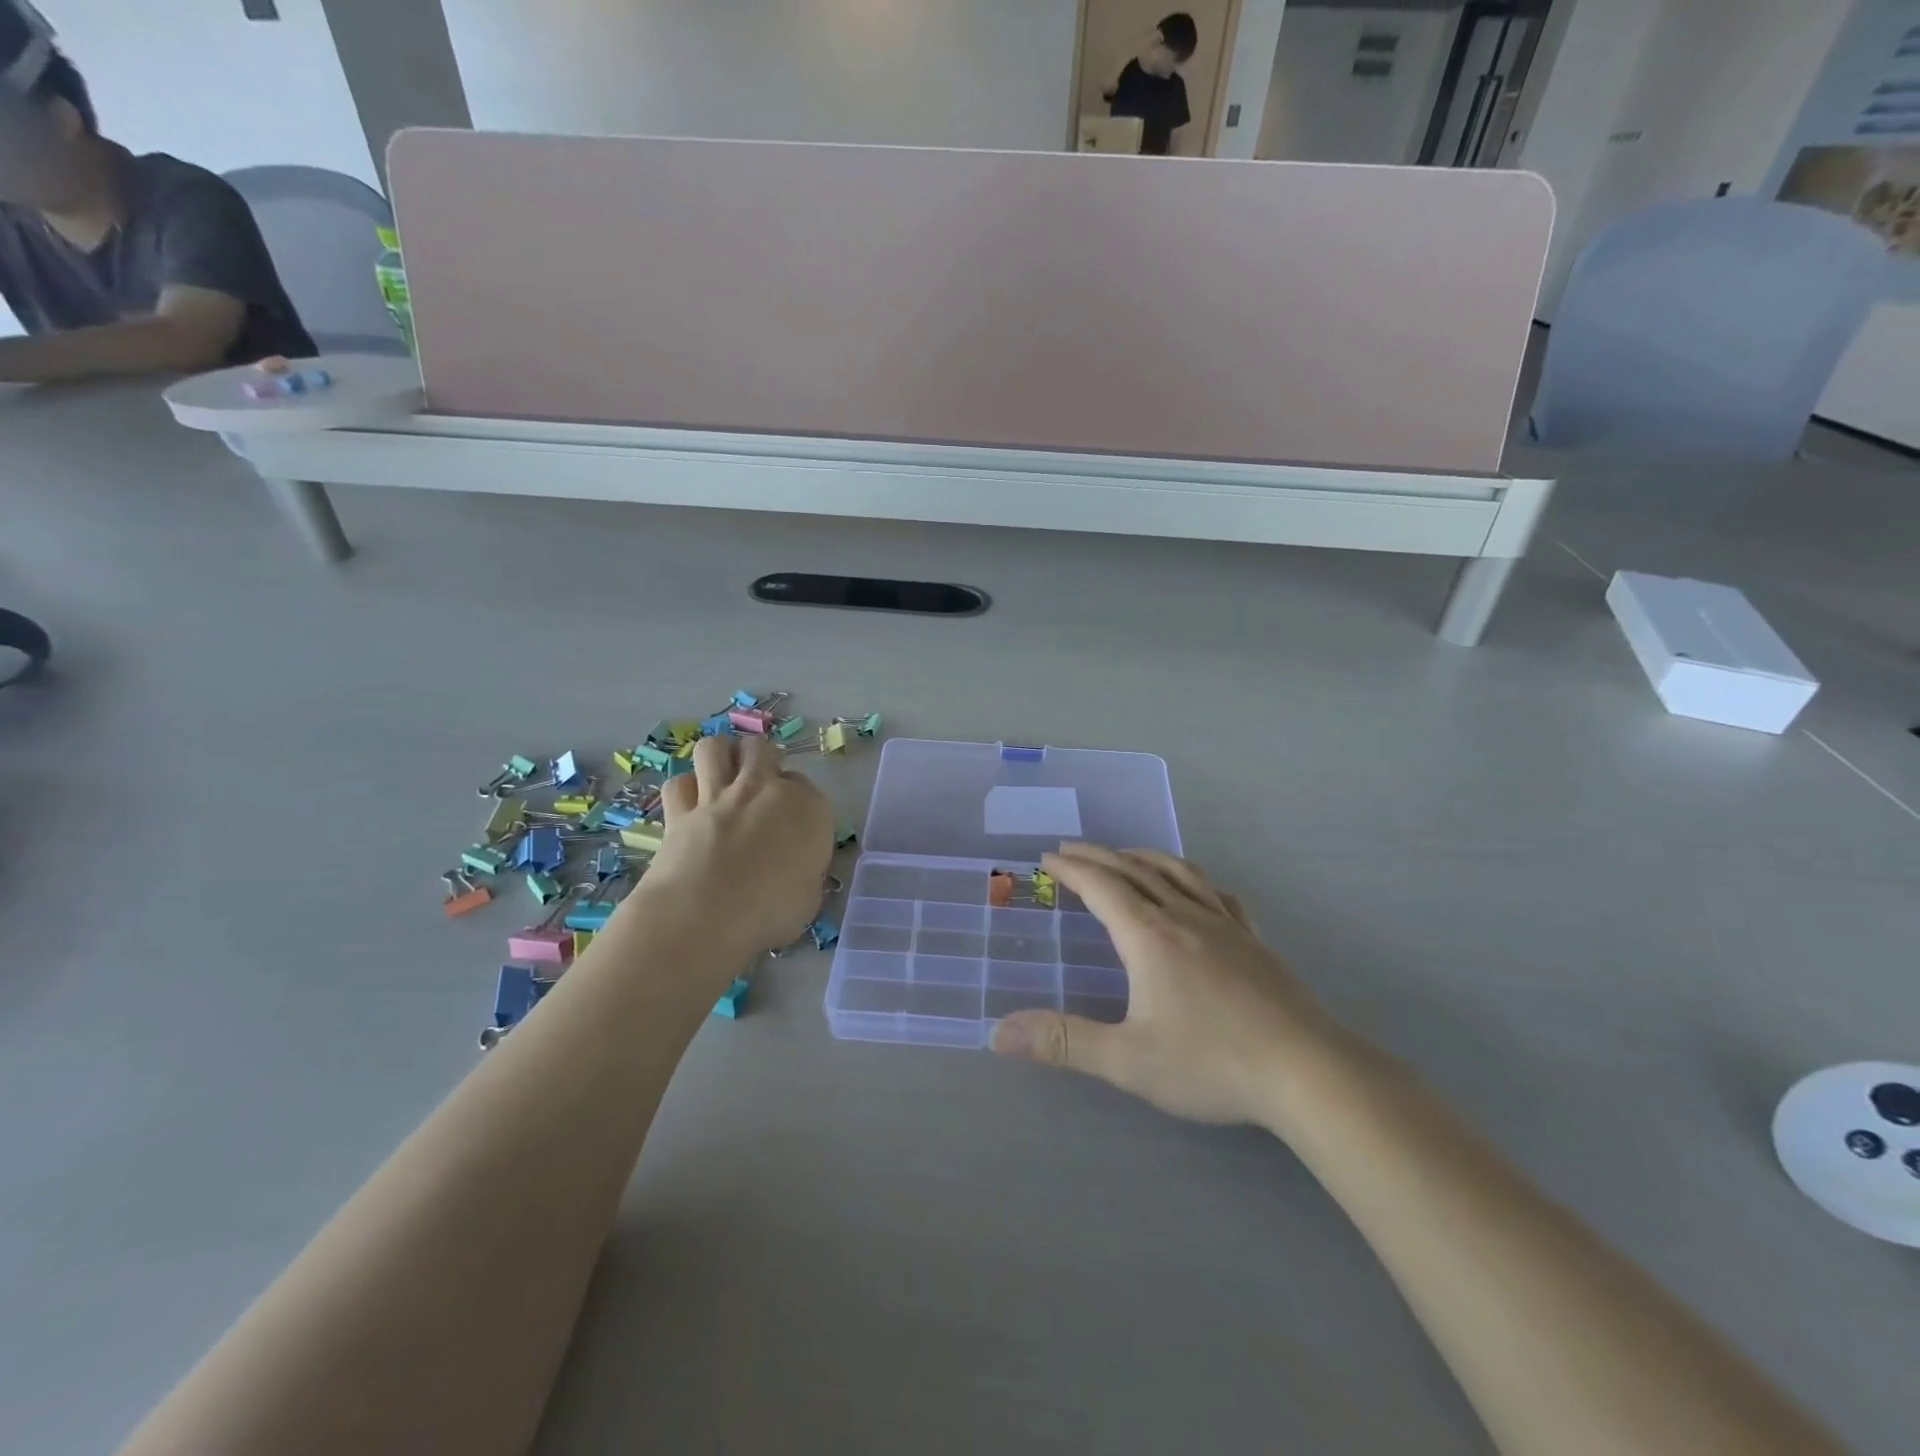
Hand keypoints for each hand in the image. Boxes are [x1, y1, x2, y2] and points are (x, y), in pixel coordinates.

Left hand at [638, 735, 834, 954]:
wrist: (706, 915)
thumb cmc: (770, 912)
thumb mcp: (809, 896)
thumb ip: (804, 871)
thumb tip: (793, 870)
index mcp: (807, 807)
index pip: (806, 786)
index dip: (798, 800)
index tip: (793, 822)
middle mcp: (764, 789)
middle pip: (762, 750)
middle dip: (761, 760)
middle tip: (759, 786)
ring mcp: (719, 796)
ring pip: (715, 748)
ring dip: (720, 756)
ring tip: (722, 775)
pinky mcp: (680, 810)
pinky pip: (678, 783)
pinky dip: (684, 789)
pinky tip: (690, 802)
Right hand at [992, 844, 1340, 1126]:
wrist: (1306, 1072)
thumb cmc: (1211, 1063)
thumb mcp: (1128, 1060)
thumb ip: (1064, 1042)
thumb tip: (999, 1032)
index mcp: (1149, 936)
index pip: (1101, 887)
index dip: (1071, 869)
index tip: (1047, 857)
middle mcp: (1184, 917)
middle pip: (1134, 871)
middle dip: (1098, 856)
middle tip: (1071, 849)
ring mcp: (1224, 925)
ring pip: (1177, 873)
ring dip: (1143, 857)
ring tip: (1125, 854)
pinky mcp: (1254, 941)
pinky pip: (1216, 894)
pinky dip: (1193, 880)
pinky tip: (1196, 890)